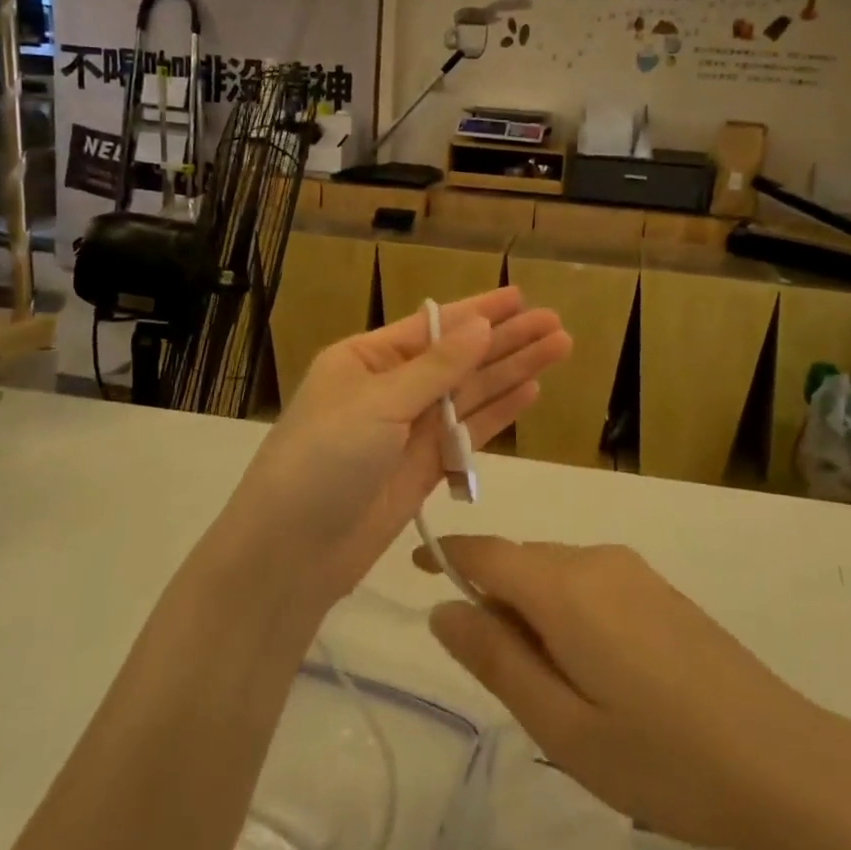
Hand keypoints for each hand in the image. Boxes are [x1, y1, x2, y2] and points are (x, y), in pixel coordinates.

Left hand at [233, 289, 569, 601]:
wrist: (291, 553)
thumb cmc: (324, 459)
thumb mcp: (378, 403)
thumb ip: (437, 368)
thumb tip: (482, 325)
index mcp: (367, 359)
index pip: (433, 326)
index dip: (479, 311)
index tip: (521, 297)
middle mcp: (391, 388)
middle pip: (460, 358)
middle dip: (506, 340)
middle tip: (556, 324)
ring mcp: (410, 430)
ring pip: (471, 393)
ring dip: (512, 371)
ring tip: (559, 349)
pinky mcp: (426, 468)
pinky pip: (469, 432)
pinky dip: (499, 413)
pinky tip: (531, 391)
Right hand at [418, 537, 829, 849]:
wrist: (782, 759)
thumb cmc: (662, 755)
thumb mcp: (563, 726)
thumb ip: (497, 660)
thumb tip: (443, 609)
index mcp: (566, 588)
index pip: (488, 551)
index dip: (448, 555)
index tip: (417, 568)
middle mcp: (597, 560)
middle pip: (522, 564)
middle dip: (495, 602)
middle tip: (502, 681)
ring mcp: (634, 571)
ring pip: (557, 575)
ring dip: (534, 613)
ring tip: (557, 693)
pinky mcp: (659, 588)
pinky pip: (591, 584)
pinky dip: (569, 613)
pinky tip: (598, 675)